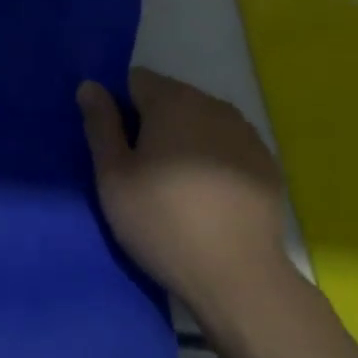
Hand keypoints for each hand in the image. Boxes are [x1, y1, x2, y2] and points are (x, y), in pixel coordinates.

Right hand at [78, 68, 295, 316]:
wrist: (238, 277)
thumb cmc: (163, 222)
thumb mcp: (113, 176)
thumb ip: (100, 124)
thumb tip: (90, 85)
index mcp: (173, 101)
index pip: (136, 80)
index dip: (121, 107)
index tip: (118, 146)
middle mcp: (214, 105)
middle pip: (171, 98)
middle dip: (153, 123)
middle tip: (142, 171)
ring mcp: (246, 133)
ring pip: (201, 122)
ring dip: (185, 140)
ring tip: (176, 187)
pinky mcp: (267, 163)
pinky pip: (228, 147)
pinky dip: (214, 160)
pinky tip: (209, 198)